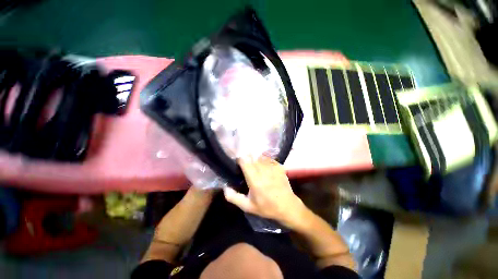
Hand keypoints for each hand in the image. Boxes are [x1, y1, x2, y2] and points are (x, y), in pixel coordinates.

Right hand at [223, 156, 305, 226]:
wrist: (287, 206)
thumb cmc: (267, 207)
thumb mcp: (248, 206)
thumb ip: (234, 197)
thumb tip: (225, 187)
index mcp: (254, 180)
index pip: (245, 161)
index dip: (240, 159)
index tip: (238, 162)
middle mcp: (263, 170)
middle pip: (252, 156)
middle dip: (247, 157)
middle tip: (245, 164)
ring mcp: (272, 167)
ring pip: (260, 156)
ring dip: (255, 158)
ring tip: (254, 165)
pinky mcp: (279, 166)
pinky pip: (268, 158)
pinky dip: (264, 160)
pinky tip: (264, 167)